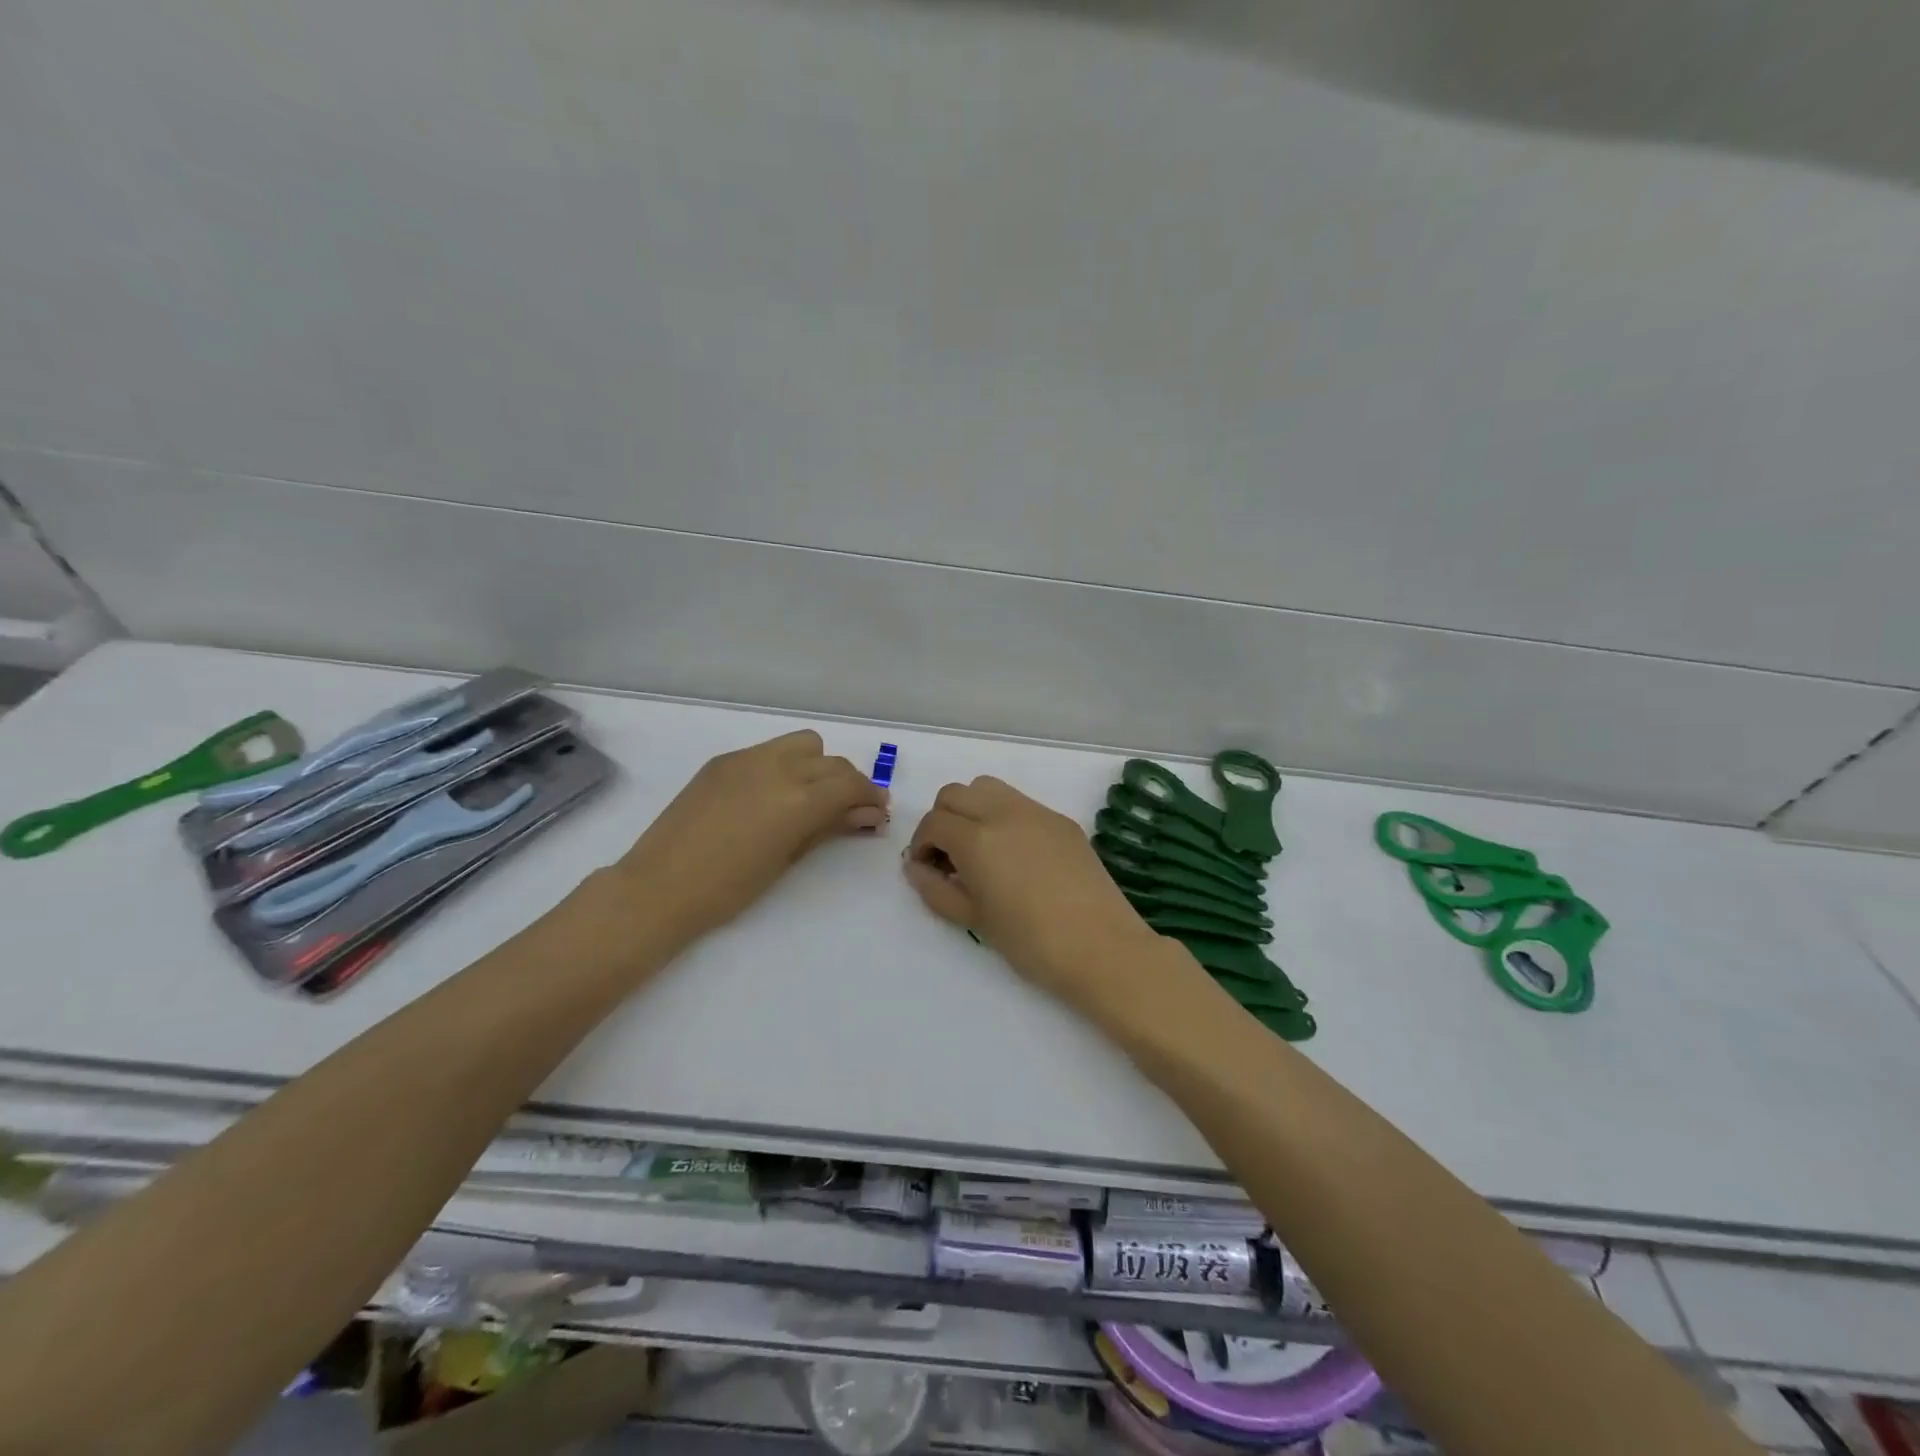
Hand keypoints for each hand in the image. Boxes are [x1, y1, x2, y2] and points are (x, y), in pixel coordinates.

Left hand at [604, 730, 888, 951]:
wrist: (660, 887)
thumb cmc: (730, 888)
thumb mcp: (788, 858)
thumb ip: (830, 827)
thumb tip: (868, 814)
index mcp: (798, 799)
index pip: (851, 783)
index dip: (871, 796)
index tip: (877, 812)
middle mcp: (778, 768)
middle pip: (831, 762)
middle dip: (848, 783)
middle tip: (849, 810)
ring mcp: (747, 758)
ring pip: (803, 744)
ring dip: (818, 765)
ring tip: (810, 795)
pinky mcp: (723, 760)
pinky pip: (769, 751)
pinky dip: (784, 765)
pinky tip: (772, 795)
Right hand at [904, 776, 1185, 1023]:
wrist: (1102, 948)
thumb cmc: (1031, 942)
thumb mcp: (974, 920)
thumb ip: (937, 889)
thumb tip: (916, 868)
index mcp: (977, 838)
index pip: (933, 823)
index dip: (921, 845)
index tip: (927, 870)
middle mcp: (1003, 812)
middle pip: (955, 794)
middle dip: (942, 821)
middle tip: (949, 858)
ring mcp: (1037, 812)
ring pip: (987, 788)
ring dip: (972, 810)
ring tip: (980, 850)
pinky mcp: (1062, 821)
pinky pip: (1021, 803)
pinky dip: (1003, 816)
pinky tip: (1016, 855)